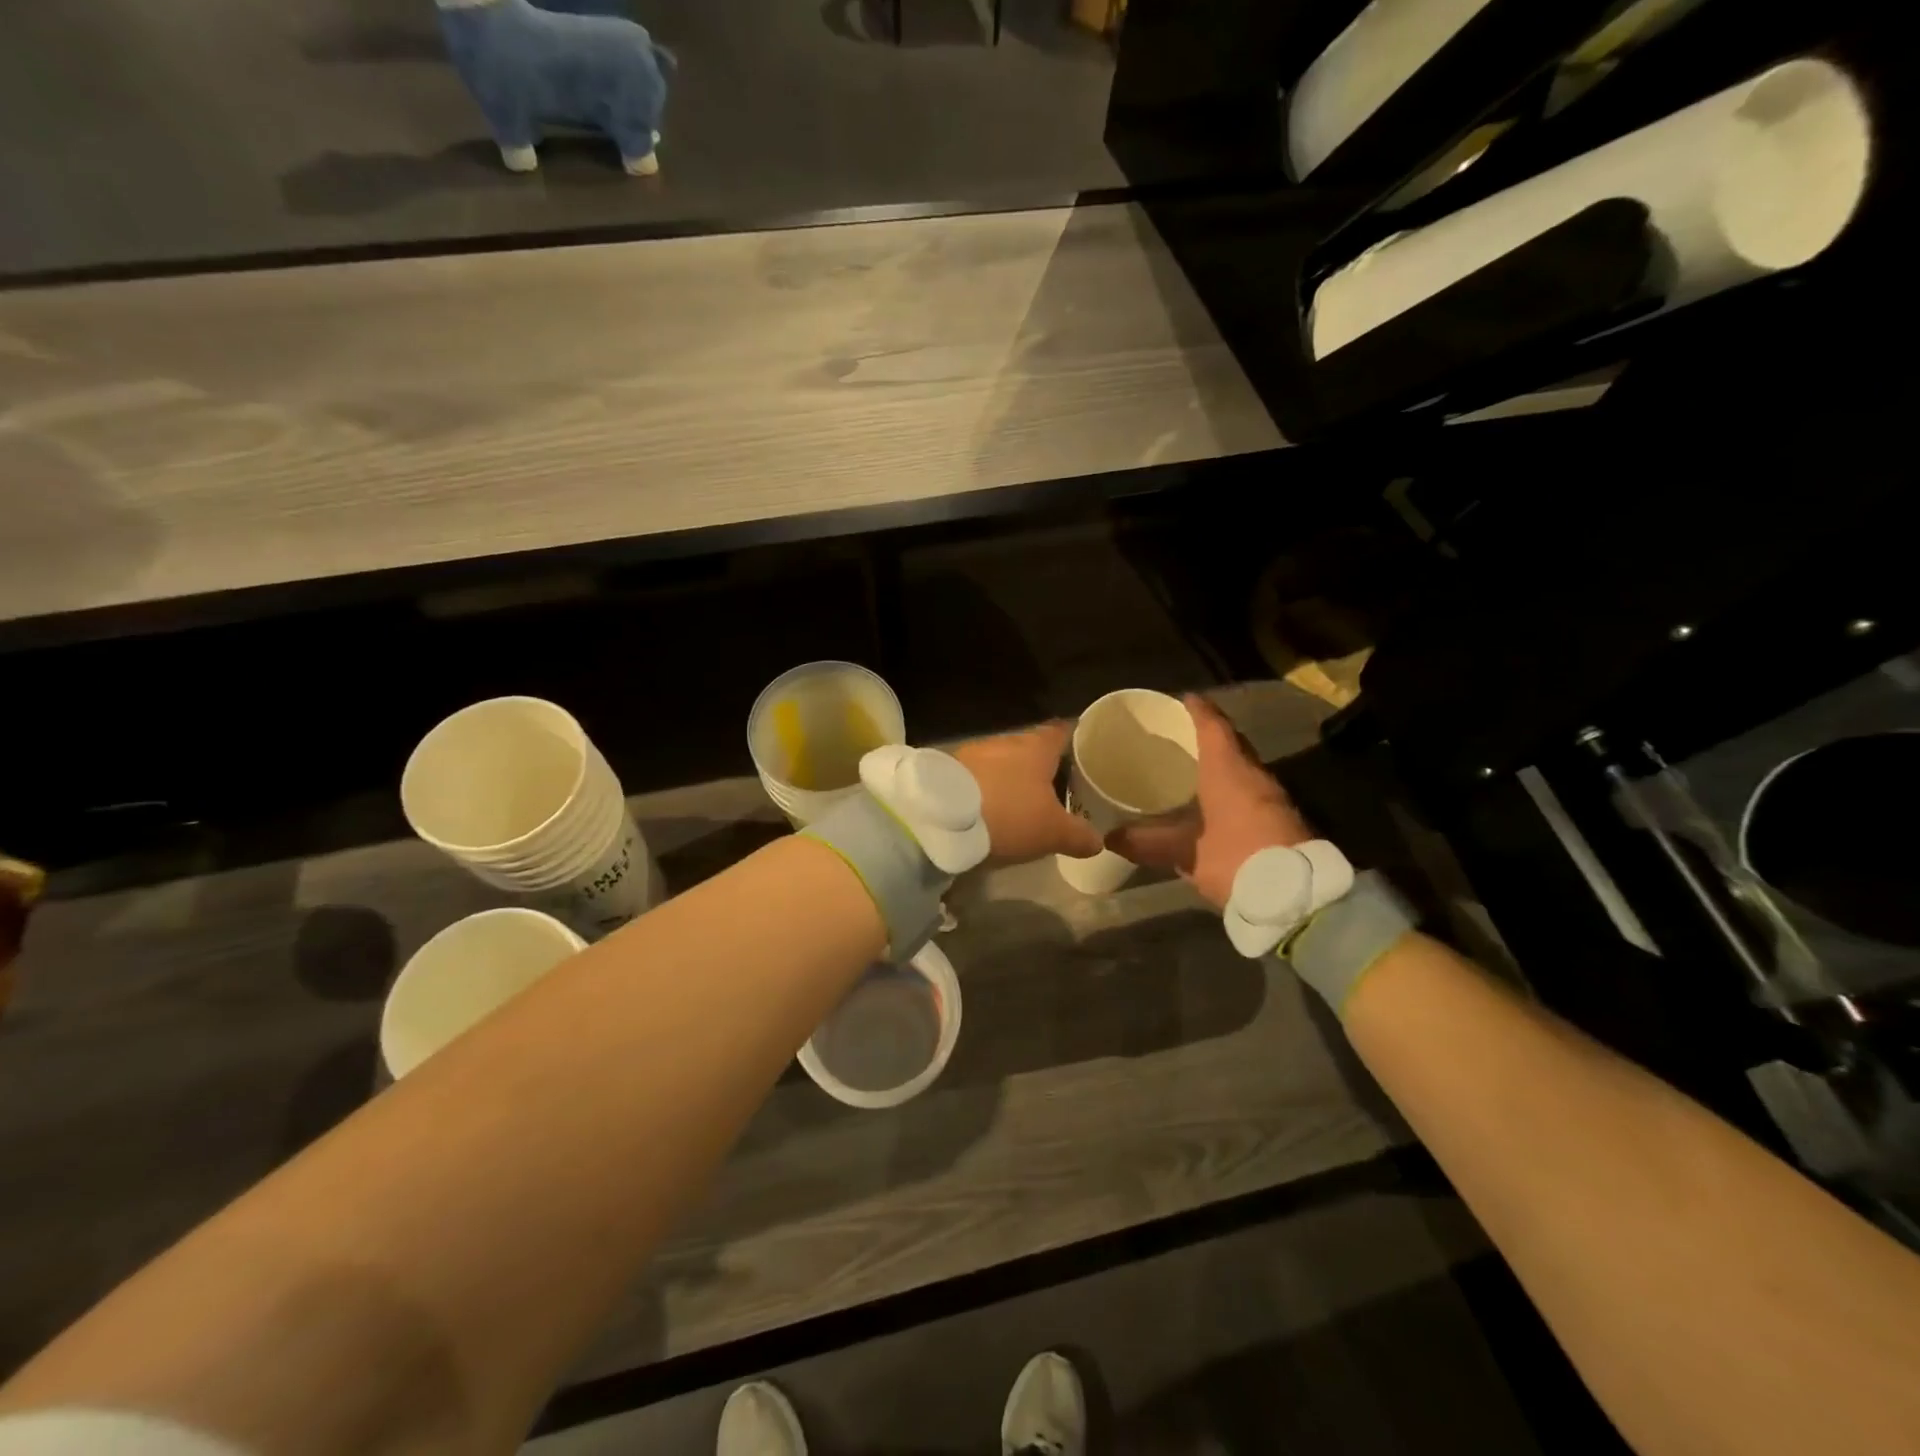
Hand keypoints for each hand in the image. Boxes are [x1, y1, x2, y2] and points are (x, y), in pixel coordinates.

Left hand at [952, 722, 1101, 863]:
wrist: (940, 818)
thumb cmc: (1008, 815)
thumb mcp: (1052, 832)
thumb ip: (1079, 834)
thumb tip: (1098, 840)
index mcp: (1037, 746)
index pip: (1063, 731)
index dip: (1077, 740)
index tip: (1086, 752)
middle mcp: (1007, 741)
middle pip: (1032, 748)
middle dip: (1043, 766)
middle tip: (1058, 786)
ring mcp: (974, 752)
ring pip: (1002, 761)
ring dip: (1011, 778)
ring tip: (1022, 801)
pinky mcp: (949, 769)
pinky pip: (978, 775)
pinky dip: (987, 788)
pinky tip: (990, 807)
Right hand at [1110, 695, 1312, 909]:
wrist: (1298, 896)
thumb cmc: (1236, 858)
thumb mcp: (1185, 853)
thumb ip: (1146, 843)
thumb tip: (1110, 837)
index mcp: (1229, 770)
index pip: (1213, 726)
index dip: (1198, 710)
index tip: (1182, 699)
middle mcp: (1254, 774)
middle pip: (1232, 743)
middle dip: (1208, 735)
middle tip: (1180, 735)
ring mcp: (1273, 797)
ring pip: (1244, 767)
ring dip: (1222, 763)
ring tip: (1193, 767)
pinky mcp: (1282, 819)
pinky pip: (1251, 789)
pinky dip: (1232, 786)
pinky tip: (1215, 803)